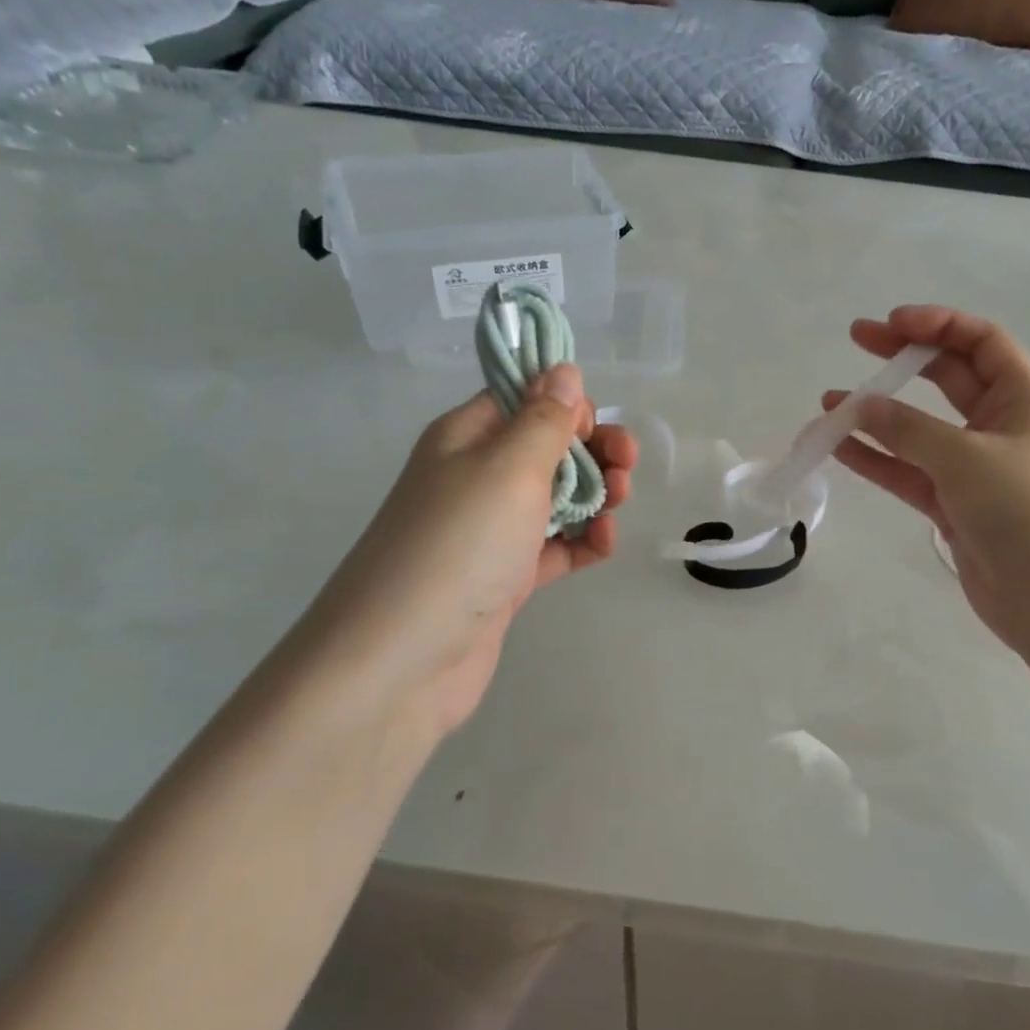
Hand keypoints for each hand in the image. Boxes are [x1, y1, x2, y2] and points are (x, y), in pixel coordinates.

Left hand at [294, 365, 636, 736]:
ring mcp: (490, 530)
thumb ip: (544, 419)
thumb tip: (564, 370)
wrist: (404, 659)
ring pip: (556, 496)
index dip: (565, 404)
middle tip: (626, 468)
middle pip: (547, 448)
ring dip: (595, 495)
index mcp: (467, 438)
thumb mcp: (508, 468)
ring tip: (617, 507)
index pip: (522, 398)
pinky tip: (604, 545)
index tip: (595, 426)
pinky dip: (583, 541)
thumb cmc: (459, 545)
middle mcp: (477, 477)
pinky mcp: (506, 576)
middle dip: (593, 451)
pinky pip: (554, 546)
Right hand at [823, 306, 1029, 653]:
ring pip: (919, 428)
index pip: (981, 341)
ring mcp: (974, 467)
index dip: (937, 324)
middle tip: (856, 342)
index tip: (890, 324)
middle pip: (948, 376)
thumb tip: (858, 407)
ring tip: (828, 404)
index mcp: (1022, 398)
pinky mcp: (953, 505)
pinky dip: (876, 459)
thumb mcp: (964, 458)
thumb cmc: (1024, 511)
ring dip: (877, 415)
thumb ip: (907, 429)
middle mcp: (999, 425)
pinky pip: (908, 471)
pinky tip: (838, 446)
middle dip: (902, 358)